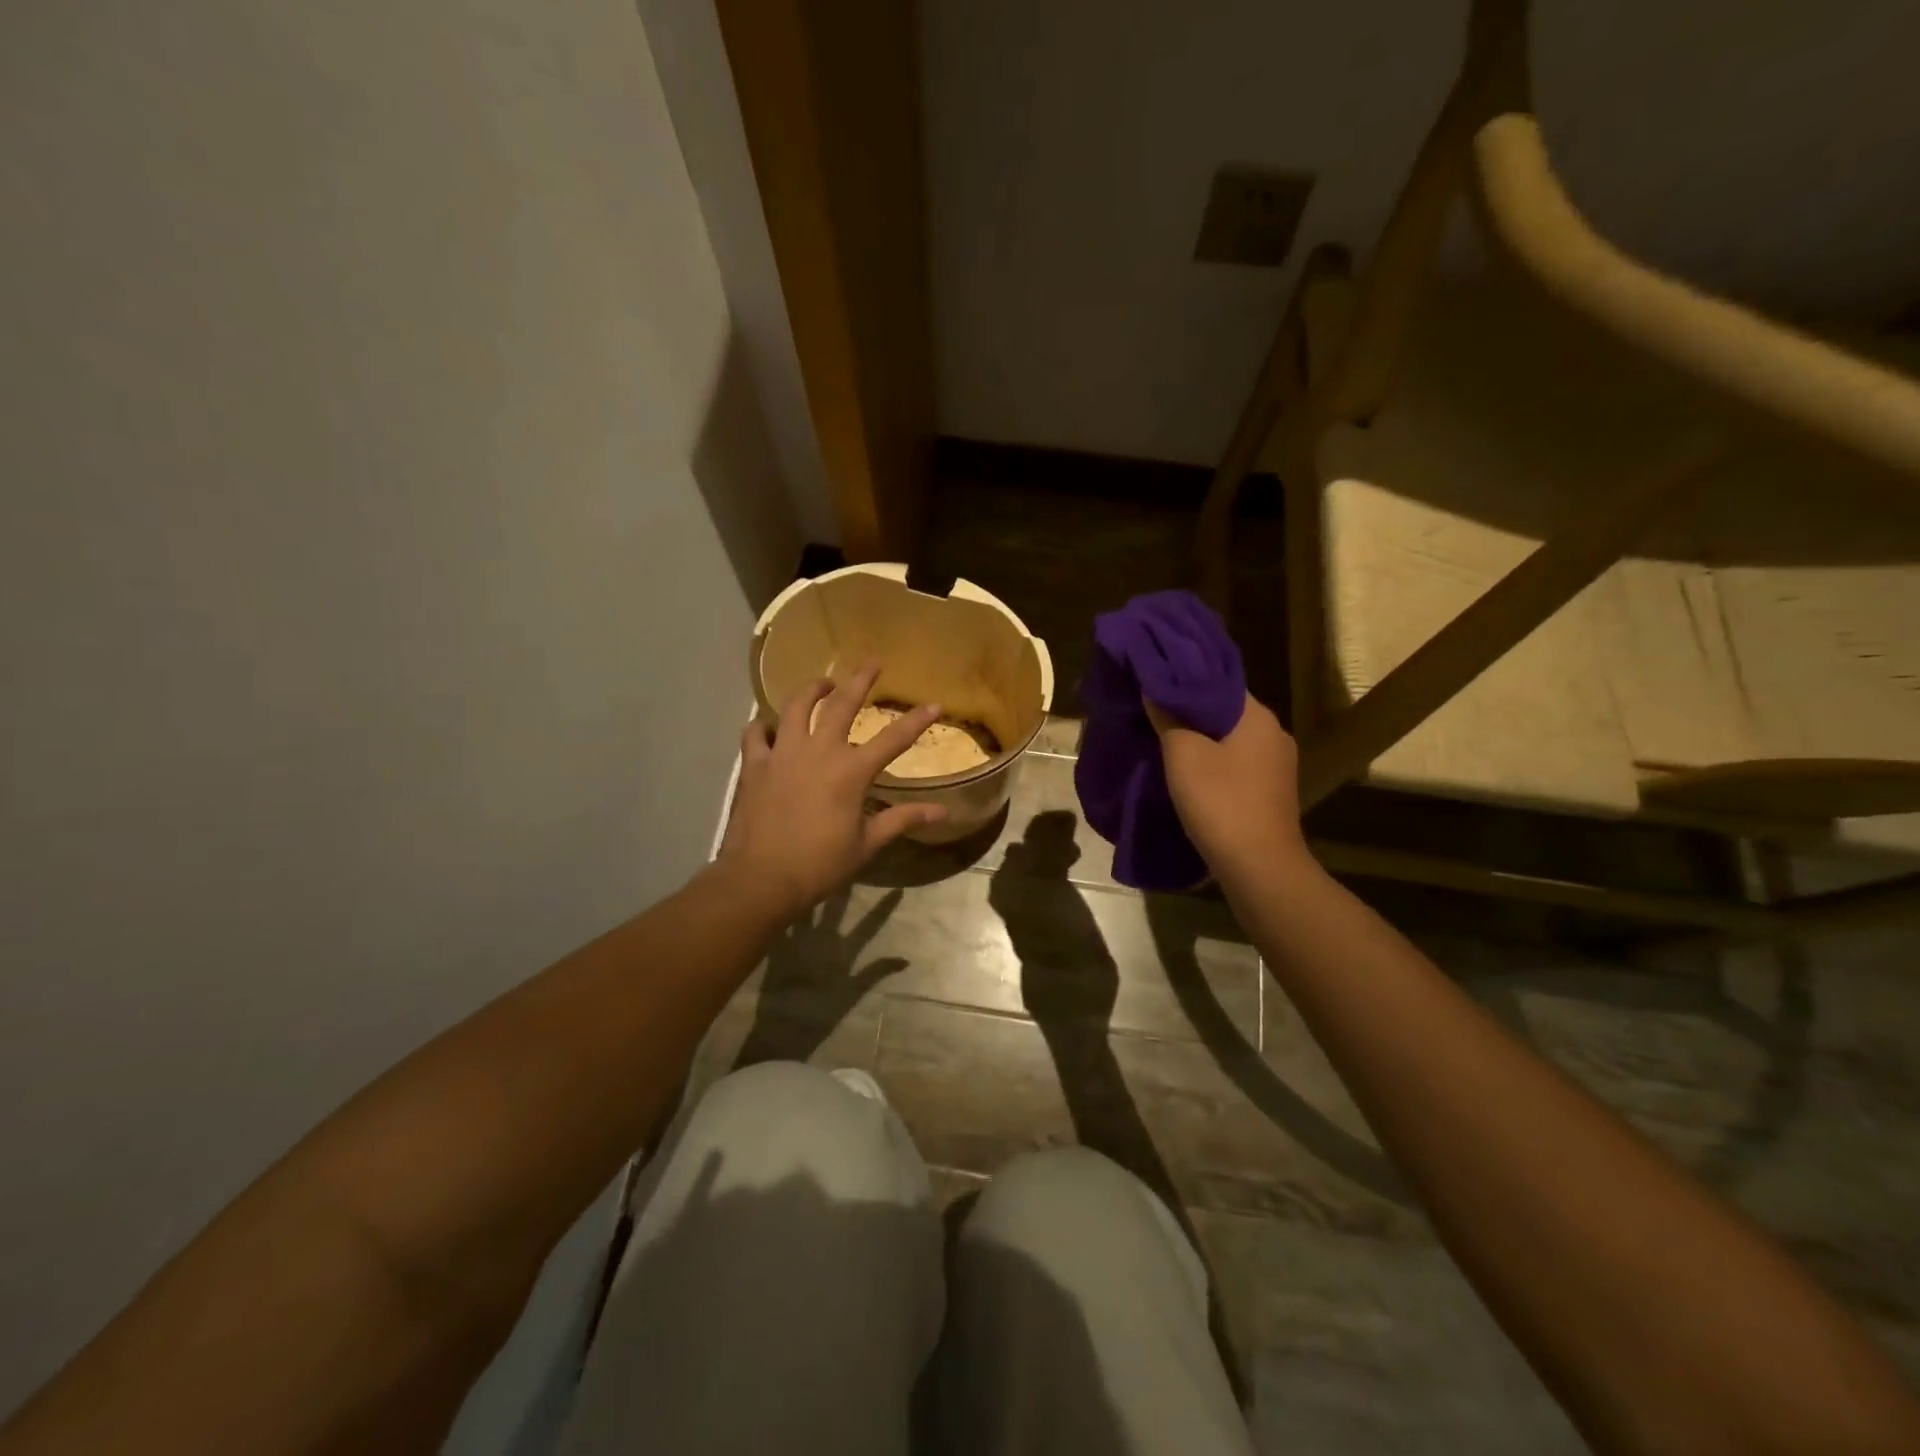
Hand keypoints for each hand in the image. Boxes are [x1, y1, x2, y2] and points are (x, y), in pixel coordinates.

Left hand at [716, 665, 946, 922]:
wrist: (762, 878)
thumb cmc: (820, 864)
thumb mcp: (867, 844)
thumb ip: (902, 820)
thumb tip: (943, 812)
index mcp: (851, 771)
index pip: (893, 739)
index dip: (916, 720)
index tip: (934, 704)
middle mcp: (818, 751)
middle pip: (841, 704)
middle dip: (860, 680)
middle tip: (872, 662)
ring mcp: (783, 754)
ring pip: (796, 707)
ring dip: (811, 690)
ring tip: (822, 683)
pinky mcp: (754, 765)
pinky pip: (755, 734)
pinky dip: (762, 726)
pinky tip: (767, 725)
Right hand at [1147, 693, 1308, 880]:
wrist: (1259, 867)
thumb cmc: (1220, 802)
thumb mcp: (1183, 755)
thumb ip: (1167, 717)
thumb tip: (1154, 688)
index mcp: (1258, 717)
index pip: (1217, 682)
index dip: (1184, 679)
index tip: (1153, 681)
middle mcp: (1274, 734)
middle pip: (1223, 711)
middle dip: (1189, 711)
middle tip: (1151, 709)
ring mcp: (1276, 766)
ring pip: (1229, 740)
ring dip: (1199, 739)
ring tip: (1162, 739)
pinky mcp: (1270, 792)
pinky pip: (1235, 764)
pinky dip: (1211, 762)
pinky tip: (1186, 771)